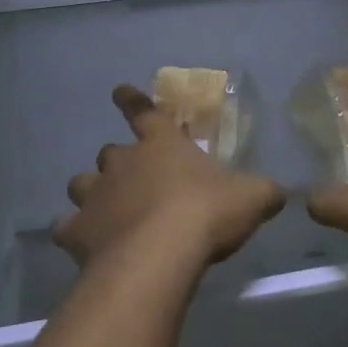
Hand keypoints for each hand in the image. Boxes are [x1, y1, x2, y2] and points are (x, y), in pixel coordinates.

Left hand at [57, 85, 287, 271]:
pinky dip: (74, 234)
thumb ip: (263, 191)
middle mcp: (122, 162)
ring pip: (81, 185)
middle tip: (132, 180)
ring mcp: (95, 196)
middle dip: (118, 163)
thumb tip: (280, 191)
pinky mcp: (77, 231)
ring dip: (92, 194)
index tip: (119, 91)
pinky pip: (67, 228)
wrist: (160, 256)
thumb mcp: (251, 198)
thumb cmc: (206, 214)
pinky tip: (85, 246)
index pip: (144, 111)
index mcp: (161, 144)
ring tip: (104, 211)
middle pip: (110, 153)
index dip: (131, 100)